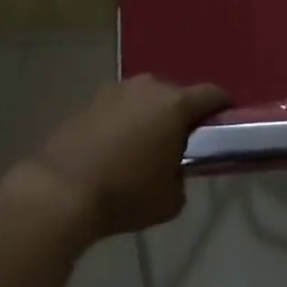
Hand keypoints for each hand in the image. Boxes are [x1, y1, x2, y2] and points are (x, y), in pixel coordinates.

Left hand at [17, 75, 229, 240]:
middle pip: (177, 94)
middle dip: (183, 115)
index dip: (224, 108)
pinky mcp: (89, 100)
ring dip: (151, 116)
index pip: (213, 94)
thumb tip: (174, 167)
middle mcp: (147, 87)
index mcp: (175, 104)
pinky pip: (119, 107)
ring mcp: (115, 90)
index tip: (225, 125)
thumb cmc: (125, 194)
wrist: (61, 190)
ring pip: (145, 99)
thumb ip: (182, 175)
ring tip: (145, 146)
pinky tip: (115, 148)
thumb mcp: (171, 199)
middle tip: (181, 144)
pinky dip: (124, 121)